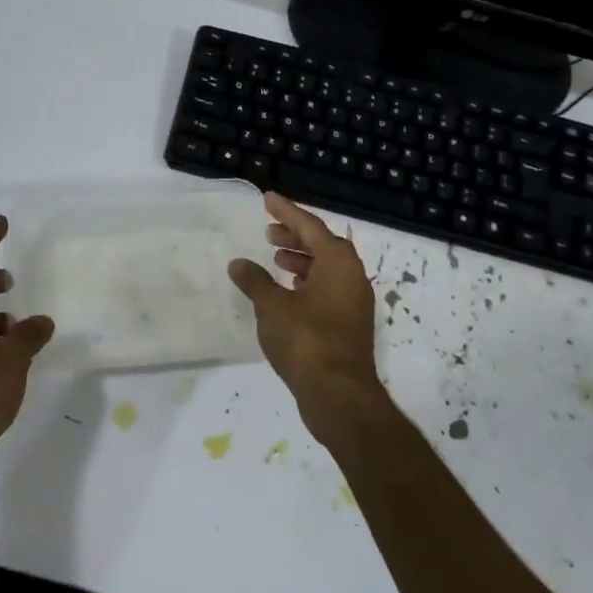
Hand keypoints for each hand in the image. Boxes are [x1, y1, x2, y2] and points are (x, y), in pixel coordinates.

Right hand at [227, 192, 381, 422]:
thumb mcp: (272, 306)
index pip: (310, 226)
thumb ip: (254, 281)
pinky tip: (287, 291)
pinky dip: (307, 282)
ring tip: (275, 258)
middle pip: (322, 245)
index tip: (268, 199)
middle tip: (268, 231)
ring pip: (326, 269)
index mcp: (338, 262)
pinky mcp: (348, 324)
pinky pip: (327, 289)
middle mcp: (352, 276)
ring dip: (301, 259)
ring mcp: (353, 302)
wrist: (338, 393)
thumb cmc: (306, 340)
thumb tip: (238, 263)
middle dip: (295, 235)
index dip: (286, 212)